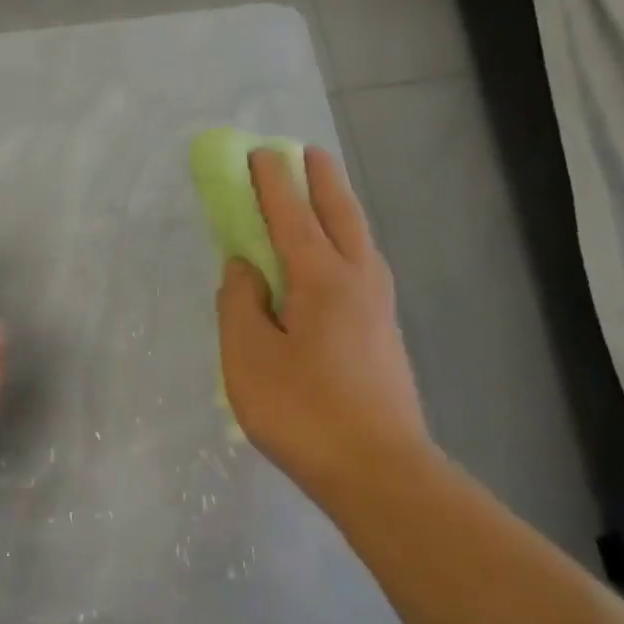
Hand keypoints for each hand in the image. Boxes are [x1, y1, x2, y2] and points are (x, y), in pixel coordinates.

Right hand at [217, 147, 434, 501]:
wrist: (380, 472)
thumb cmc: (304, 412)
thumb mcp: (249, 358)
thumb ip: (239, 304)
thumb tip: (244, 268)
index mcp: (322, 279)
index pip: (291, 217)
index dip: (272, 184)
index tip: (259, 153)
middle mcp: (359, 281)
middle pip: (340, 214)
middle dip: (320, 180)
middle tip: (306, 152)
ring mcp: (379, 307)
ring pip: (359, 239)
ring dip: (339, 207)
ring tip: (322, 194)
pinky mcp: (384, 333)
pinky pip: (361, 265)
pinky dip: (345, 241)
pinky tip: (335, 258)